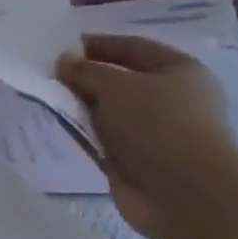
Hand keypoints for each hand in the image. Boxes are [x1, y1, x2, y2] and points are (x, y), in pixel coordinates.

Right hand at [57, 34, 237, 238]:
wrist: (185, 194)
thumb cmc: (158, 124)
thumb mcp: (115, 86)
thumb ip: (86, 71)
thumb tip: (64, 62)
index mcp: (181, 71)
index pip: (135, 48)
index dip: (100, 44)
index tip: (65, 48)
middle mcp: (173, 100)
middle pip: (122, 81)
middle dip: (88, 78)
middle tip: (52, 76)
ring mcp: (157, 134)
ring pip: (112, 113)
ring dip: (85, 109)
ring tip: (52, 101)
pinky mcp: (140, 163)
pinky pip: (106, 142)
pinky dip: (87, 136)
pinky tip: (63, 130)